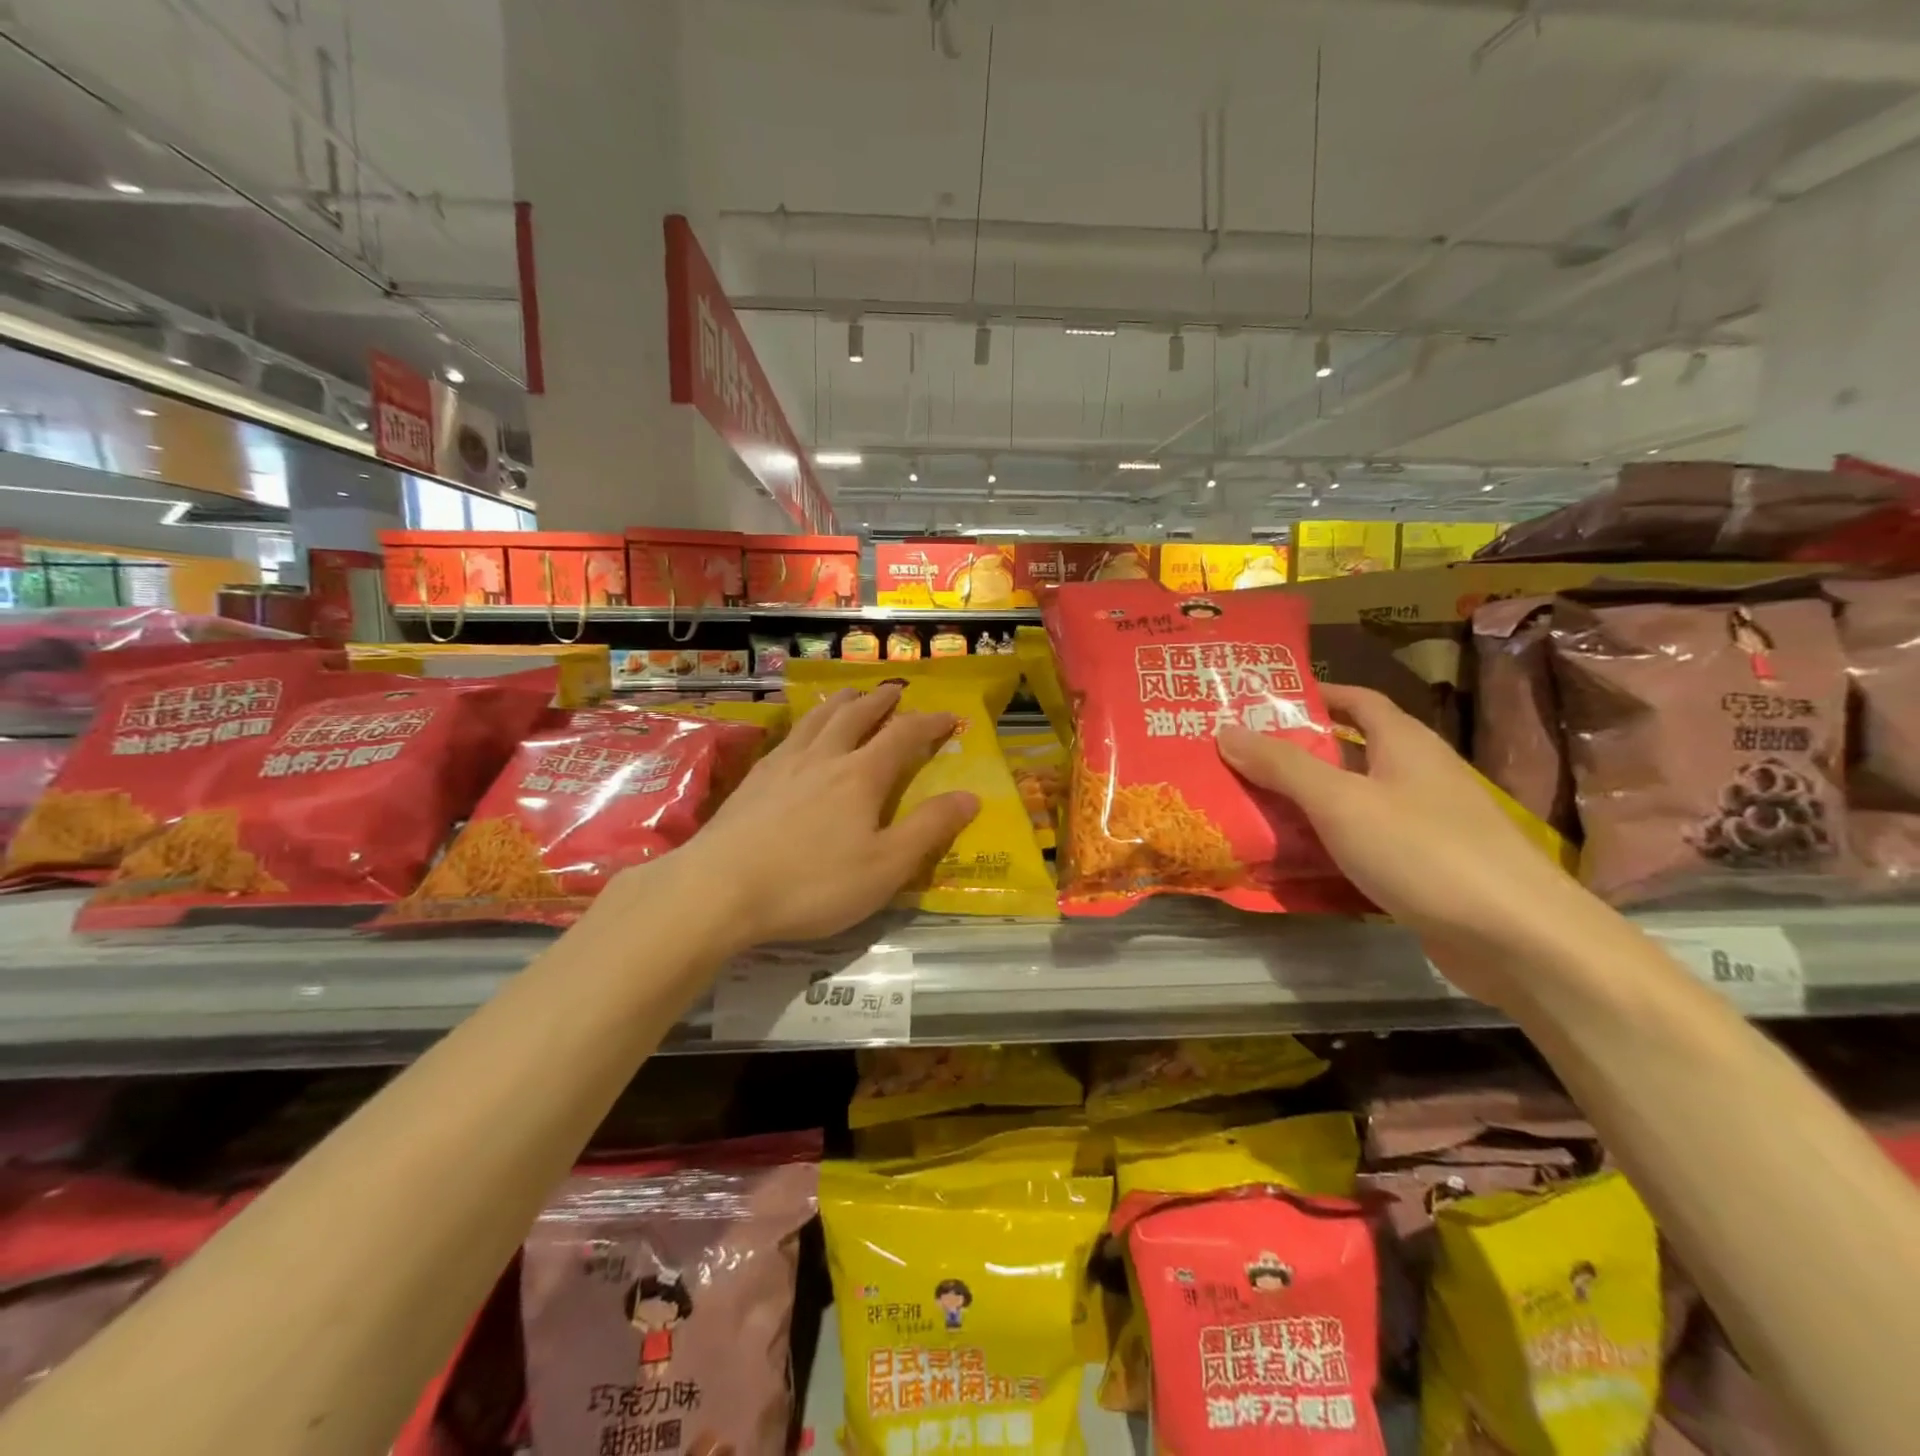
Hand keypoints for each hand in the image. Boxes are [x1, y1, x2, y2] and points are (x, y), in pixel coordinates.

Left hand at [646, 684, 978, 954]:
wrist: (719, 889)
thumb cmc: (812, 883)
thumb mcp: (885, 866)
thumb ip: (929, 829)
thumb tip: (970, 796)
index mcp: (861, 776)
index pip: (903, 735)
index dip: (929, 723)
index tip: (948, 718)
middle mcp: (823, 757)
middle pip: (857, 714)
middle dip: (882, 700)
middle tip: (897, 692)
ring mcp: (782, 764)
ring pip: (818, 718)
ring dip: (842, 702)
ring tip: (853, 696)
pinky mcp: (752, 780)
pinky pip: (788, 736)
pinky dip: (806, 724)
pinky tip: (800, 737)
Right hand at [1217, 684, 1594, 1007]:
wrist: (1519, 939)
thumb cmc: (1424, 852)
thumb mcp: (1341, 802)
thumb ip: (1282, 766)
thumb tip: (1226, 730)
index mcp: (1406, 743)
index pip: (1357, 700)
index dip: (1314, 695)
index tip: (1261, 702)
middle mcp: (1418, 775)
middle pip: (1350, 751)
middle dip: (1296, 752)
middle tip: (1238, 758)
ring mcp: (1426, 824)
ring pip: (1354, 801)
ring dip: (1308, 802)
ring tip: (1251, 805)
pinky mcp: (1425, 868)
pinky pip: (1364, 843)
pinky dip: (1329, 844)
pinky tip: (1294, 859)